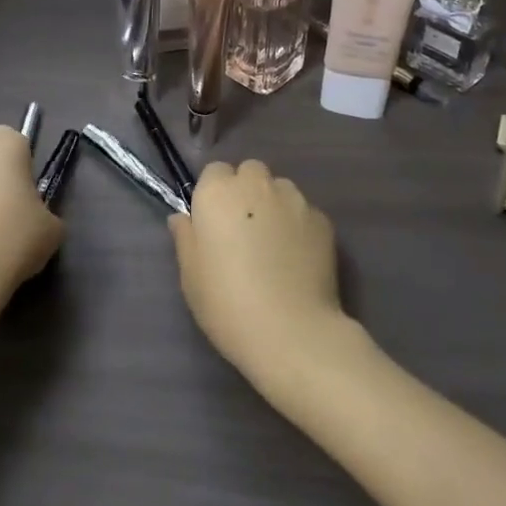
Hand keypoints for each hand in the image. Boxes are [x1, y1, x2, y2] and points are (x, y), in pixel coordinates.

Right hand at [170, 160, 350, 392]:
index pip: (214, 172)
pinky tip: (297, 259)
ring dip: (273, 205)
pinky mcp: (323, 220)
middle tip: (243, 231)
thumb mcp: (191, 276)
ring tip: (274, 245)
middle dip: (246, 191)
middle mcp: (256, 185)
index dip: (214, 195)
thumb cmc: (228, 304)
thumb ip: (185, 237)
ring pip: (280, 189)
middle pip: (250, 172)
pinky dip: (298, 226)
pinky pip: (304, 213)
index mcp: (218, 192)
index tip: (214, 223)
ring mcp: (294, 200)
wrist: (291, 333)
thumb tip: (182, 217)